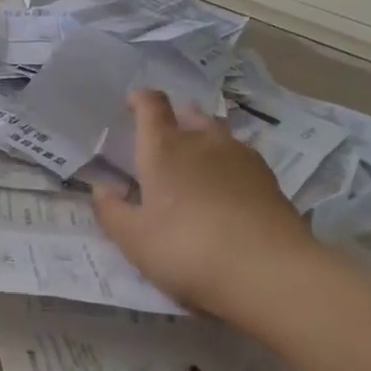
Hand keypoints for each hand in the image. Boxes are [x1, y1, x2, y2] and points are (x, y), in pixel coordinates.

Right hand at [92, 89, 315, 315]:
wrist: (268, 271)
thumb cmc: (186, 249)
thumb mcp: (134, 240)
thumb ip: (112, 211)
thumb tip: (101, 188)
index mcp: (164, 148)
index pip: (151, 106)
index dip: (141, 99)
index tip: (133, 102)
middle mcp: (203, 142)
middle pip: (190, 115)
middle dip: (177, 119)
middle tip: (166, 138)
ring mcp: (241, 157)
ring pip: (219, 135)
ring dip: (205, 140)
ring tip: (198, 162)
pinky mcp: (269, 180)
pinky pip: (241, 159)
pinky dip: (229, 165)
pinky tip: (228, 189)